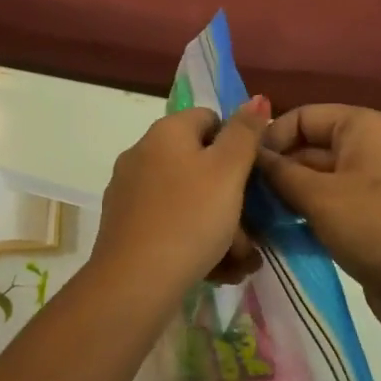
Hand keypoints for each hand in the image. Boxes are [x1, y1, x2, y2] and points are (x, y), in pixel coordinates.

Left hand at [92, 99, 272, 297]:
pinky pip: (168, 223)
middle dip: (230, 197)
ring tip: (237, 260)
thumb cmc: (190, 218)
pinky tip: (211, 269)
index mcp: (166, 131)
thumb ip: (245, 133)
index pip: (210, 119)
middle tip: (251, 232)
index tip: (252, 180)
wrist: (134, 282)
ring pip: (187, 199)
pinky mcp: (123, 224)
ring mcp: (129, 190)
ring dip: (216, 225)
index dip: (236, 145)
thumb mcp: (228, 172)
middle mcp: (142, 152)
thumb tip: (256, 98)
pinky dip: (191, 240)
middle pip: (199, 164)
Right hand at [256, 105, 380, 332]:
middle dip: (277, 169)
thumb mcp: (319, 197)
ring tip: (254, 215)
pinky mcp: (370, 214)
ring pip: (316, 178)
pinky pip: (329, 202)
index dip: (271, 138)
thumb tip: (251, 156)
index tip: (243, 167)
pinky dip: (306, 212)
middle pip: (308, 146)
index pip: (303, 116)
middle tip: (242, 195)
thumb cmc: (375, 226)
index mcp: (362, 126)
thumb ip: (280, 173)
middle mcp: (368, 146)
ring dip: (287, 194)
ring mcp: (371, 182)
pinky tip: (278, 231)